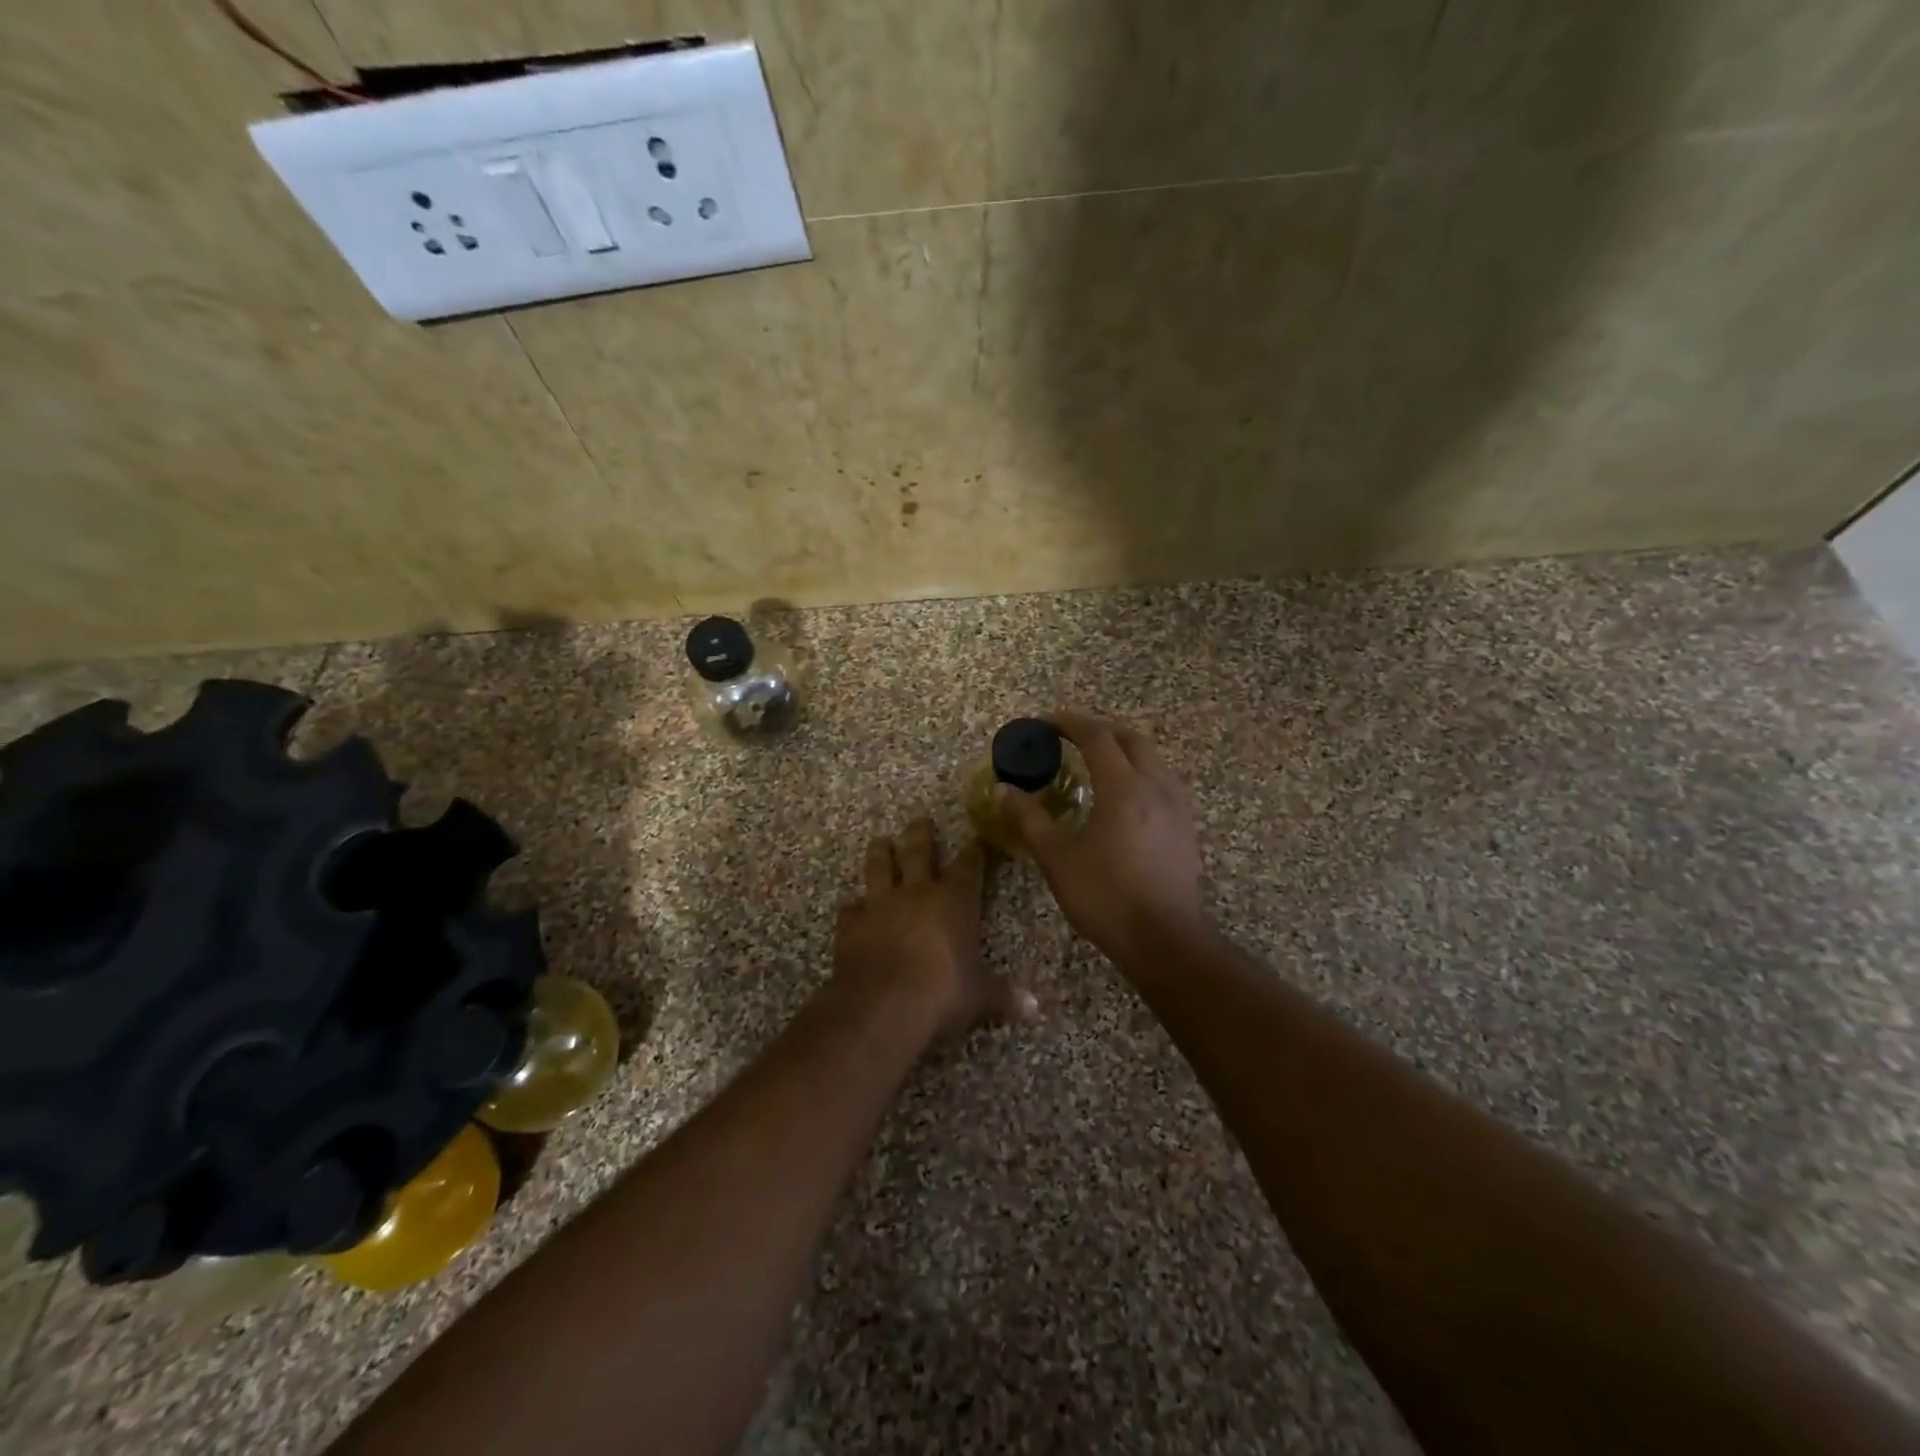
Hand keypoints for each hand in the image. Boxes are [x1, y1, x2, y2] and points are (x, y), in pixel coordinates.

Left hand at [834, 817, 1034, 1037]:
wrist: (882, 1004)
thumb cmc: (942, 992)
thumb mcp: (980, 996)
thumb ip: (1004, 996)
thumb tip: (1034, 1008)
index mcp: (954, 901)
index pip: (969, 866)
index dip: (975, 852)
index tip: (978, 839)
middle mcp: (917, 892)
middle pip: (918, 852)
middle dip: (921, 834)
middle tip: (920, 819)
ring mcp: (880, 904)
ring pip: (879, 866)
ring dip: (881, 853)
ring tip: (881, 841)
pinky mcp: (851, 924)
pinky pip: (851, 908)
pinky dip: (854, 907)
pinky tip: (854, 908)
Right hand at [993, 712, 1206, 966]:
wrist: (1165, 940)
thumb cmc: (1106, 897)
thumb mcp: (1057, 859)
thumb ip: (1029, 819)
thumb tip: (1003, 790)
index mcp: (1123, 787)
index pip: (1097, 736)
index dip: (1070, 723)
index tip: (1046, 723)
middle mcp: (1155, 786)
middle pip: (1130, 739)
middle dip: (1099, 730)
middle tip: (1071, 737)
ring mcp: (1177, 806)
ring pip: (1152, 758)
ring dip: (1123, 749)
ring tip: (1097, 762)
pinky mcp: (1186, 827)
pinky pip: (1163, 781)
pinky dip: (1140, 772)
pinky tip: (1126, 796)